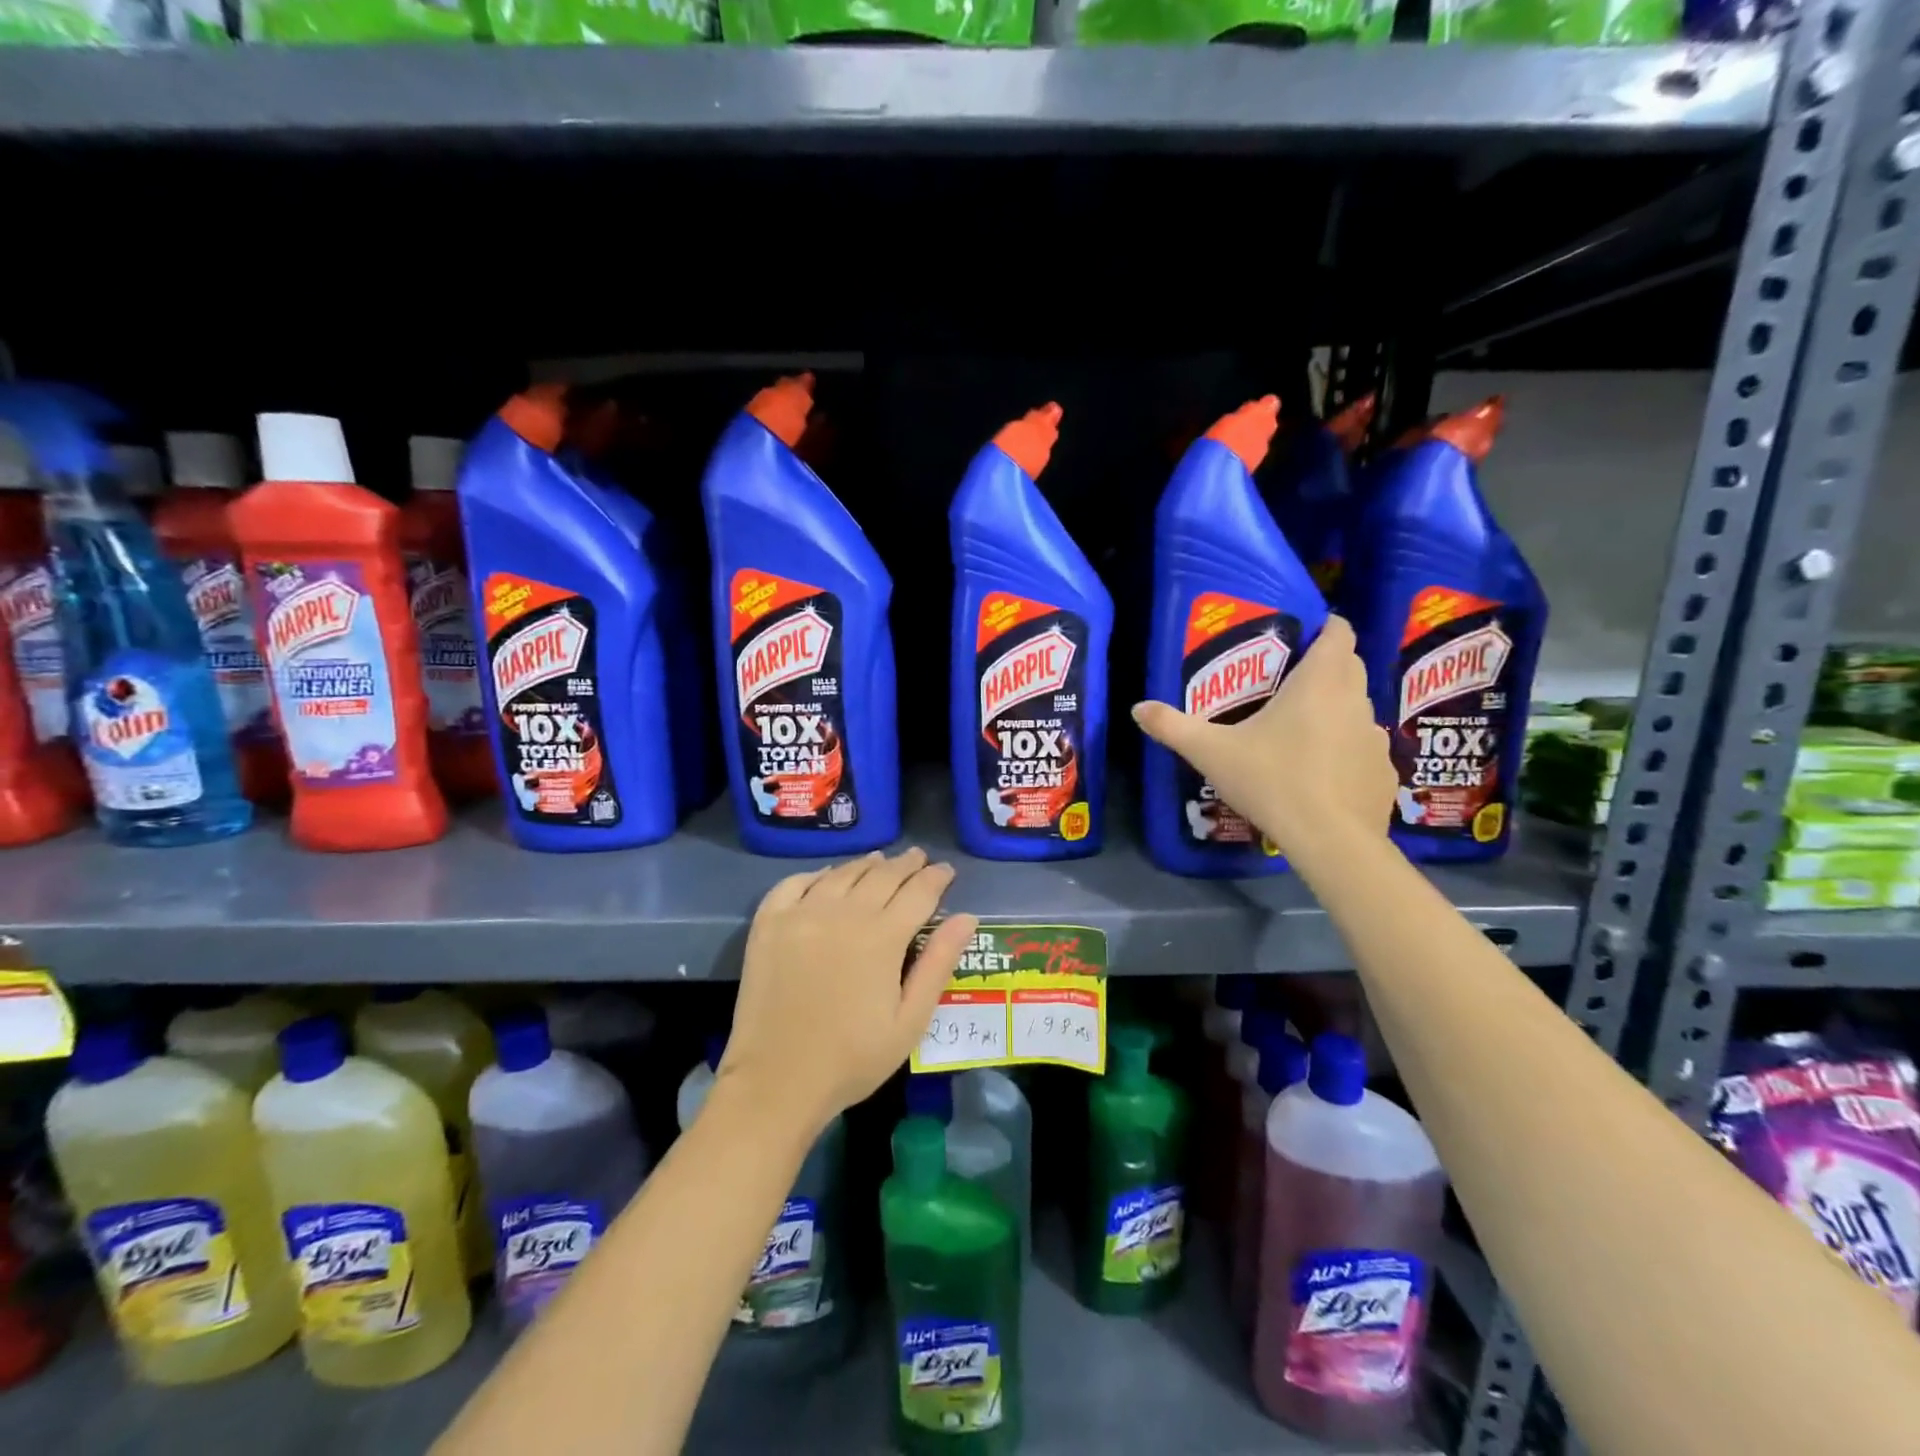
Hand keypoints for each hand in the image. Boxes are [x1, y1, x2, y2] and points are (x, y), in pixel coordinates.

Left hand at [721, 848, 977, 1131]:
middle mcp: (843, 913)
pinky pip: (796, 883)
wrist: (775, 1082)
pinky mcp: (769, 923)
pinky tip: (827, 876)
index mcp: (882, 937)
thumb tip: (966, 917)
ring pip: (842, 873)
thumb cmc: (852, 1059)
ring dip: (867, 864)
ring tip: (880, 860)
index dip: (936, 878)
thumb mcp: (910, 1021)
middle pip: (882, 875)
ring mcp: (802, 914)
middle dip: (906, 865)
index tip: (947, 870)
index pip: (919, 892)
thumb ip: (938, 964)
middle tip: (919, 857)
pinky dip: (817, 874)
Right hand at [1132, 615, 1395, 862]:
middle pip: (1349, 666)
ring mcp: (1375, 737)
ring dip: (1336, 709)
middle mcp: (1355, 700)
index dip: (1325, 626)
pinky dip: (1346, 749)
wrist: (1330, 840)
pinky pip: (1364, 747)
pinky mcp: (1383, 772)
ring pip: (1358, 707)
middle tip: (1287, 681)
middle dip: (1326, 665)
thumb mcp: (1211, 753)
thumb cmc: (1272, 780)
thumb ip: (1173, 727)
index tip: (1302, 634)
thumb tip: (1138, 708)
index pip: (1339, 632)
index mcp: (1319, 683)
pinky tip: (1322, 773)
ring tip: (1302, 729)